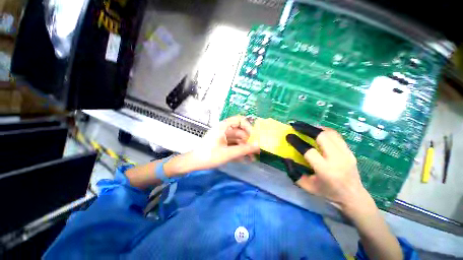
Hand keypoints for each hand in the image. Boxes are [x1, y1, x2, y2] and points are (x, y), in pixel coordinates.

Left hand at [189, 116, 259, 169]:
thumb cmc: (209, 156)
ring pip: (238, 140)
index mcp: (224, 127)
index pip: (240, 120)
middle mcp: (224, 130)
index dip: (248, 127)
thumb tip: (258, 146)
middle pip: (240, 132)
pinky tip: (244, 159)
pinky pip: (233, 145)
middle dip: (248, 141)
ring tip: (252, 158)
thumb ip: (244, 150)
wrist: (193, 163)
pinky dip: (239, 151)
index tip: (254, 137)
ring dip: (245, 148)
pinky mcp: (222, 144)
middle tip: (256, 151)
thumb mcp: (228, 153)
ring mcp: (223, 137)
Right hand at [287, 124, 373, 216]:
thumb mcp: (306, 186)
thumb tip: (286, 158)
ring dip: (315, 128)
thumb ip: (293, 173)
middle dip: (306, 128)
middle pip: (321, 136)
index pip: (309, 151)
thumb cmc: (327, 193)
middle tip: (295, 125)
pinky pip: (336, 135)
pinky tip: (316, 130)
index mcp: (325, 170)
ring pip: (330, 133)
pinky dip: (324, 130)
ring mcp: (346, 153)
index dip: (296, 141)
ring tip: (304, 126)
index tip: (288, 135)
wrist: (353, 196)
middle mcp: (337, 159)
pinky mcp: (350, 151)